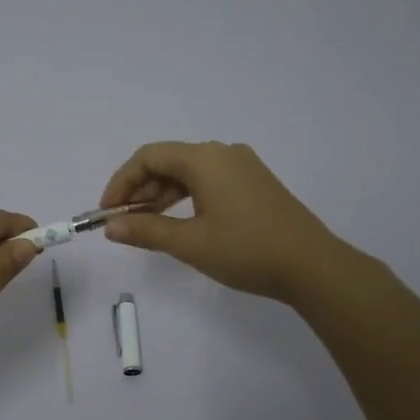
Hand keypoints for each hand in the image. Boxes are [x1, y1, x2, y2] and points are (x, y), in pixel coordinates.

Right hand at [99, 141, 354, 303]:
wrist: (313, 266)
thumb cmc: (246, 250)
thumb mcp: (190, 243)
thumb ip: (146, 231)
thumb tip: (111, 227)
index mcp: (205, 158)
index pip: (149, 157)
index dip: (121, 182)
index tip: (107, 212)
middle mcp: (223, 153)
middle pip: (168, 161)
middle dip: (140, 189)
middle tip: (123, 222)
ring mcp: (243, 166)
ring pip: (189, 172)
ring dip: (162, 194)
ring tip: (145, 224)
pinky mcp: (255, 183)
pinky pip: (209, 180)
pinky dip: (186, 196)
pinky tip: (179, 221)